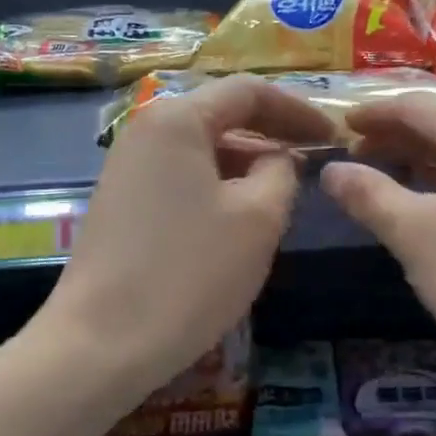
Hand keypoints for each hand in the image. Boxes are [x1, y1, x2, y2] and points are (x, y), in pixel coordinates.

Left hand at [37, 75, 333, 402]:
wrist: (101, 343)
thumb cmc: (190, 273)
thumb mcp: (258, 218)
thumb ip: (281, 171)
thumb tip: (279, 158)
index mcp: (177, 119)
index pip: (248, 91)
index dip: (298, 110)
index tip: (334, 137)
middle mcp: (145, 131)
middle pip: (220, 116)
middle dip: (271, 136)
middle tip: (313, 164)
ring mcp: (126, 168)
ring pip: (201, 152)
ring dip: (245, 165)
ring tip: (283, 195)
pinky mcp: (120, 205)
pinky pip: (180, 179)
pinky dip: (217, 187)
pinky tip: (238, 220)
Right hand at [319, 96, 435, 381]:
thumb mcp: (412, 234)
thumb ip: (368, 194)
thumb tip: (331, 170)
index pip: (417, 106)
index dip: (374, 114)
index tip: (340, 125)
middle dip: (397, 135)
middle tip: (355, 154)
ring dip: (423, 157)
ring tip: (385, 175)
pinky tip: (432, 201)